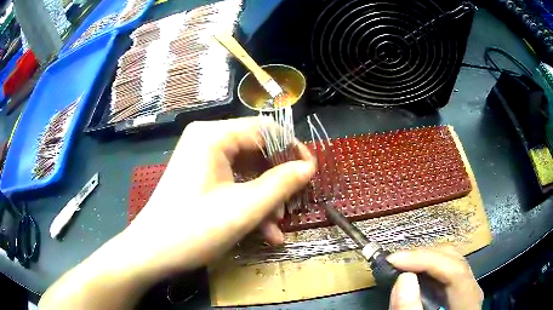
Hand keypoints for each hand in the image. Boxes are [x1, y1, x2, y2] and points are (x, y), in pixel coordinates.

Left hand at [124, 117, 315, 273]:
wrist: (151, 253)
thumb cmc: (193, 230)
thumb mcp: (244, 208)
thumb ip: (281, 184)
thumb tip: (309, 167)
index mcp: (213, 135)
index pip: (265, 130)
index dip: (293, 149)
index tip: (311, 173)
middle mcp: (207, 140)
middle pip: (257, 151)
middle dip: (278, 181)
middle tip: (294, 205)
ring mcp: (202, 160)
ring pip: (247, 171)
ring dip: (266, 198)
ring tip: (278, 226)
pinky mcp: (201, 178)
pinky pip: (234, 184)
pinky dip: (250, 204)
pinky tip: (264, 232)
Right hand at [387, 248, 482, 309]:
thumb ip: (411, 309)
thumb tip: (404, 278)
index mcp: (469, 301)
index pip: (455, 270)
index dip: (426, 259)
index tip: (395, 259)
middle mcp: (471, 291)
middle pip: (454, 261)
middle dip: (423, 256)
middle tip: (395, 261)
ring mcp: (465, 290)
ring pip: (450, 262)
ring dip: (424, 260)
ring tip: (400, 265)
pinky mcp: (456, 293)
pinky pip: (444, 273)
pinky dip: (426, 270)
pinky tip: (413, 274)